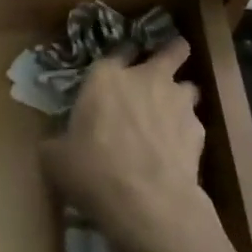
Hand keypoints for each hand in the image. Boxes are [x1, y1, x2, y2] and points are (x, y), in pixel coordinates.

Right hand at [38, 38, 218, 251]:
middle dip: (173, 52)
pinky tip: (179, 153)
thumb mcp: (57, 159)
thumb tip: (53, 145)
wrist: (147, 201)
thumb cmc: (93, 170)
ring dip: (182, 97)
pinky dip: (188, 134)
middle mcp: (145, 78)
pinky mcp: (198, 131)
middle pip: (171, 51)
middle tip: (169, 62)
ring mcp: (177, 102)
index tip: (121, 67)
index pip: (119, 51)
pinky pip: (195, 124)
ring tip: (173, 116)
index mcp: (106, 77)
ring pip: (189, 87)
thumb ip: (57, 143)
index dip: (123, 58)